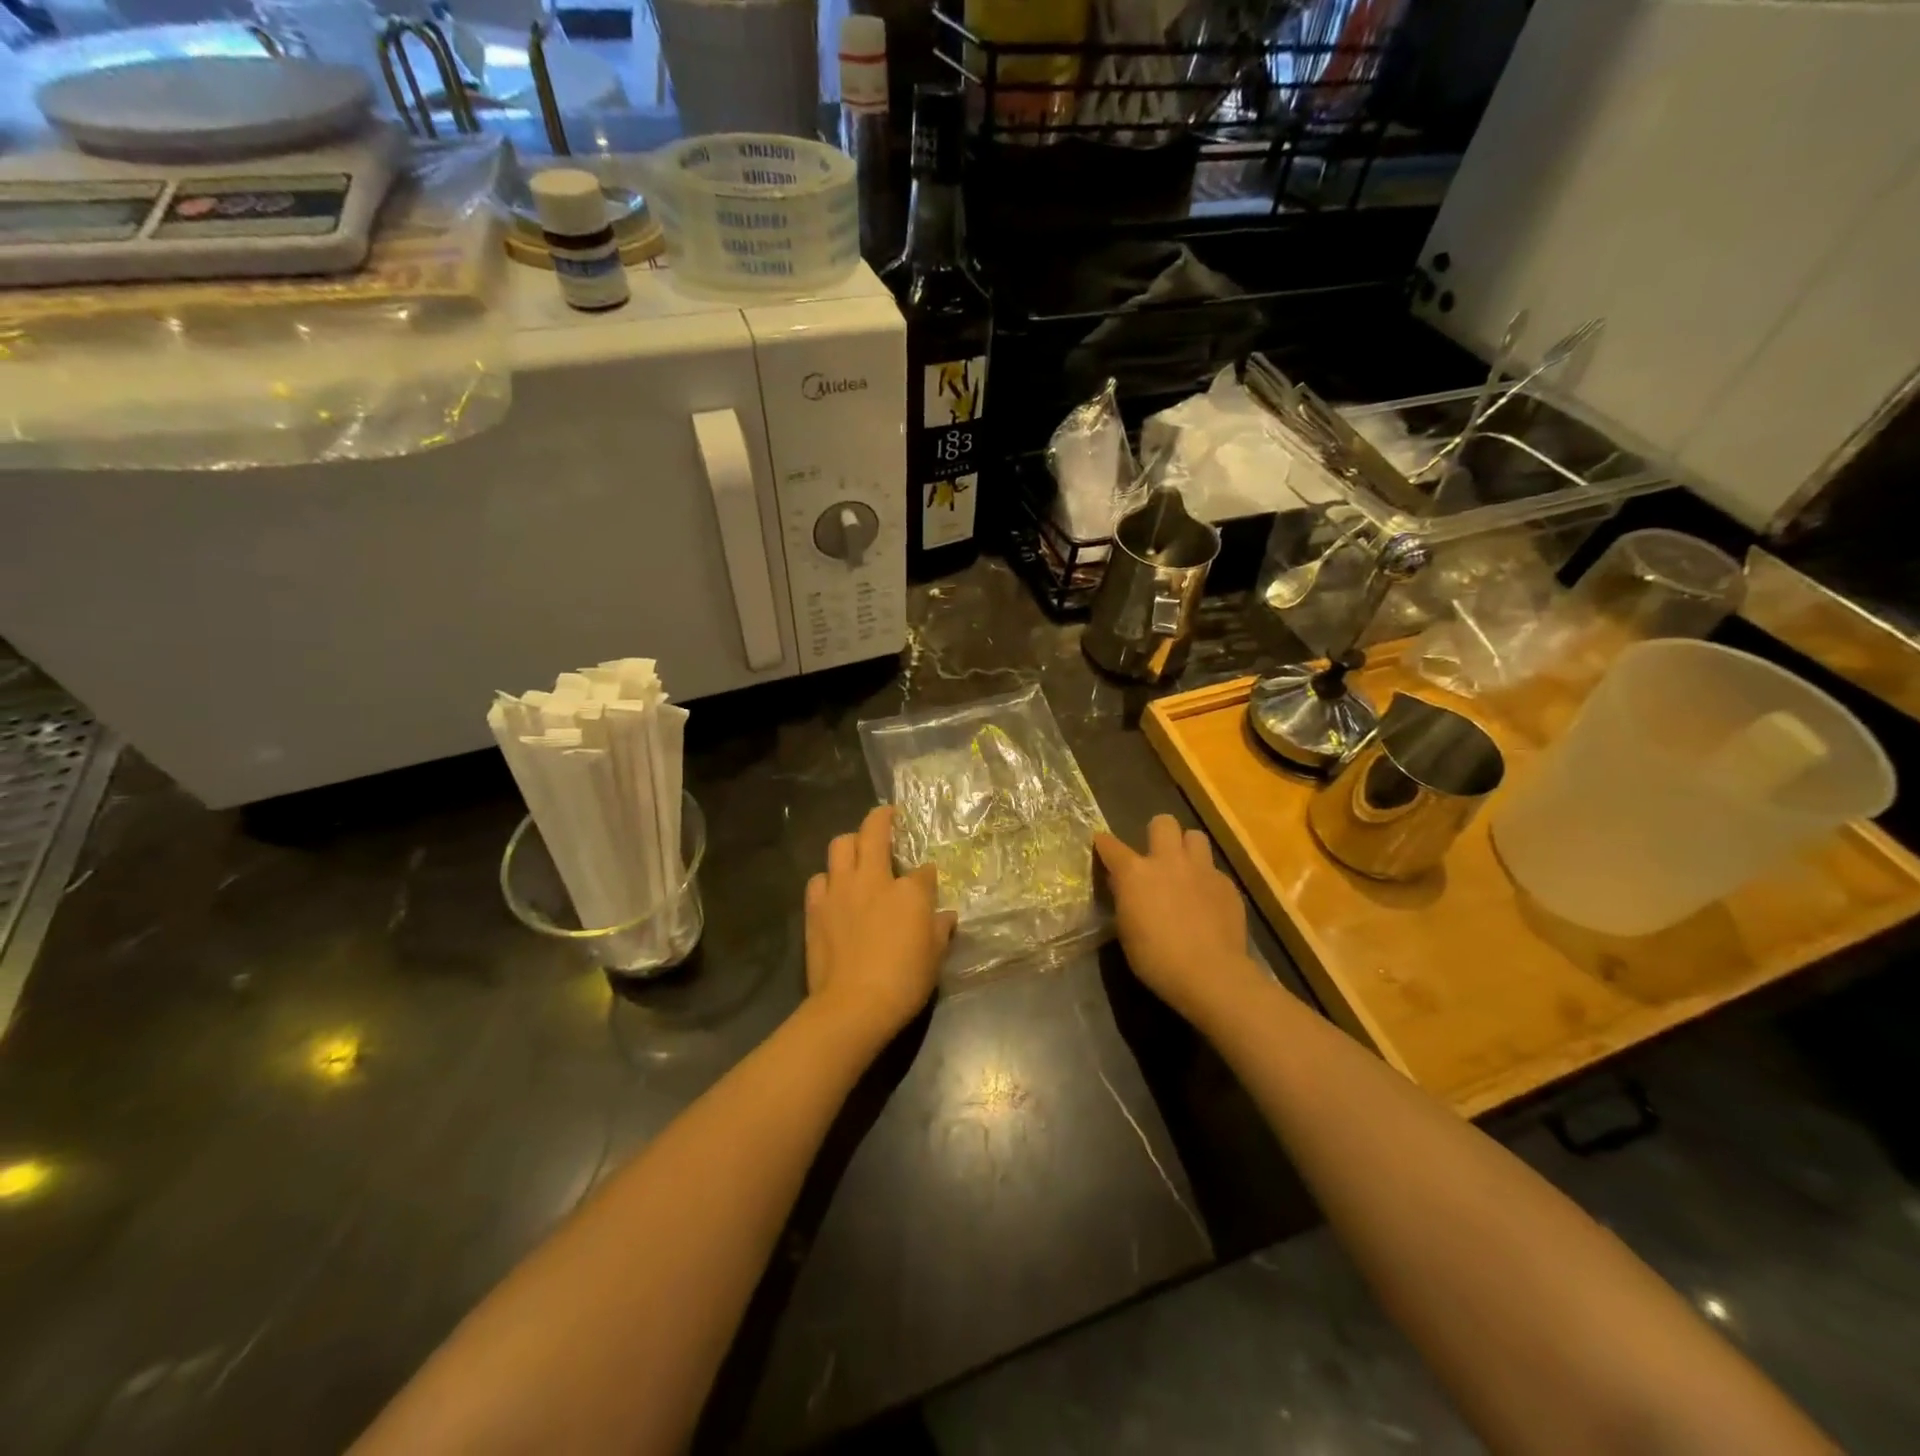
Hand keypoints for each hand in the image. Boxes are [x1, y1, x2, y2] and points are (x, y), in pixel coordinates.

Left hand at [804, 806, 955, 1047]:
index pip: (923, 870)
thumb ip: (940, 929)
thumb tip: (944, 916)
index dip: (927, 874)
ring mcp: (840, 890)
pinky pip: (819, 879)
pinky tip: (834, 890)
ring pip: (839, 845)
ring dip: (850, 843)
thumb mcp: (935, 956)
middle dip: (882, 818)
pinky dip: (828, 879)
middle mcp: (872, 879)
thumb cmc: (904, 980)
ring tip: (857, 852)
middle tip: (887, 815)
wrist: (854, 1005)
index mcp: (909, 890)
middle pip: (873, 832)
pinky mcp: (815, 908)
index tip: (928, 880)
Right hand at [1094, 815, 1265, 1027]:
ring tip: (1185, 870)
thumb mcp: (1127, 929)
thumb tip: (1123, 884)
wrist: (1210, 974)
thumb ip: (1125, 898)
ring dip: (1187, 848)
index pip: (1111, 845)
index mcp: (1135, 872)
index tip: (1102, 845)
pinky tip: (1207, 901)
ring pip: (1195, 836)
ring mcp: (1202, 870)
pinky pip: (1214, 870)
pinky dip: (1207, 880)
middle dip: (1158, 833)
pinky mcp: (1227, 885)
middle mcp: (1168, 861)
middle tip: (1156, 855)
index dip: (1104, 844)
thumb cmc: (1156, 958)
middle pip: (1164, 822)